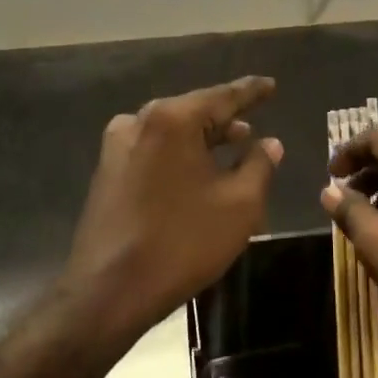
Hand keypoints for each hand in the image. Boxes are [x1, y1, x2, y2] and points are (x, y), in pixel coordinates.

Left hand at [63, 76, 282, 338]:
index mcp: (172, 119)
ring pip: (172, 132)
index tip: (270, 85)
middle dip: (225, 118)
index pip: (223, 96)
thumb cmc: (182, 243)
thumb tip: (270, 143)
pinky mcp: (107, 172)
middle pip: (193, 111)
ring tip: (233, 145)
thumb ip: (259, 165)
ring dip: (203, 138)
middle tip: (254, 122)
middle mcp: (140, 122)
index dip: (251, 92)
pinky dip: (180, 154)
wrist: (109, 292)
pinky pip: (154, 150)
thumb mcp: (239, 205)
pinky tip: (197, 171)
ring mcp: (118, 147)